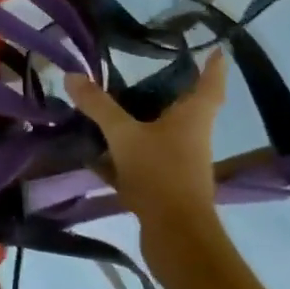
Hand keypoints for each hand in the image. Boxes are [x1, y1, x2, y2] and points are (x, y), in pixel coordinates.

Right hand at [65, 49, 227, 228]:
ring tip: (109, 105)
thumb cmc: (161, 174)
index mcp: (192, 119)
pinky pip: (140, 161)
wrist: (176, 238)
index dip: (213, 67)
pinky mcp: (163, 188)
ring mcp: (178, 165)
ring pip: (157, 135)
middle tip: (145, 69)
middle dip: (167, 91)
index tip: (217, 49)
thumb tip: (72, 75)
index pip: (209, 85)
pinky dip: (119, 156)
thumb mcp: (124, 134)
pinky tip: (91, 153)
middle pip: (182, 109)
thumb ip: (98, 105)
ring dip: (138, 122)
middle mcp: (190, 138)